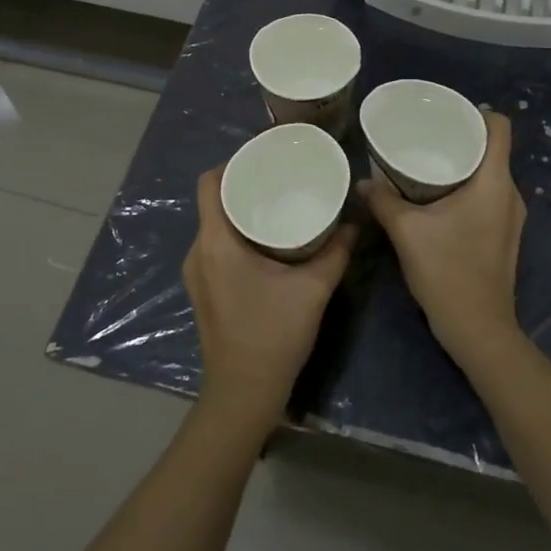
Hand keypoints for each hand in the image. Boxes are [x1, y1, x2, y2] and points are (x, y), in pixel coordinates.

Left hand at [184, 167, 355, 429]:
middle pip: (213, 201)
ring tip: (277, 202)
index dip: (232, 163)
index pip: (209, 183)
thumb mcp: (312, 289)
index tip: (264, 157)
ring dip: (241, 210)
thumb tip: (353, 222)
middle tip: (280, 176)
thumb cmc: (273, 336)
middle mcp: (198, 252)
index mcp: (216, 243)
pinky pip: (216, 245)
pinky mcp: (203, 289)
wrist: (243, 393)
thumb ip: (335, 252)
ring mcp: (197, 273)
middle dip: (243, 184)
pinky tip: (268, 239)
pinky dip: (238, 233)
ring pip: (215, 224)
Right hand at [358, 110, 524, 366]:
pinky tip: (436, 197)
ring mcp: (510, 217)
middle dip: (460, 138)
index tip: (446, 112)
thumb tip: (362, 182)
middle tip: (425, 134)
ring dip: (462, 165)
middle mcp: (509, 194)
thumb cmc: (448, 271)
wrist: (478, 328)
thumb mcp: (407, 232)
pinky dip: (465, 187)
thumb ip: (383, 201)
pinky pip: (487, 196)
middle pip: (492, 149)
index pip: (500, 127)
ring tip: (426, 161)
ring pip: (489, 174)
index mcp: (494, 182)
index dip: (476, 112)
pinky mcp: (504, 235)